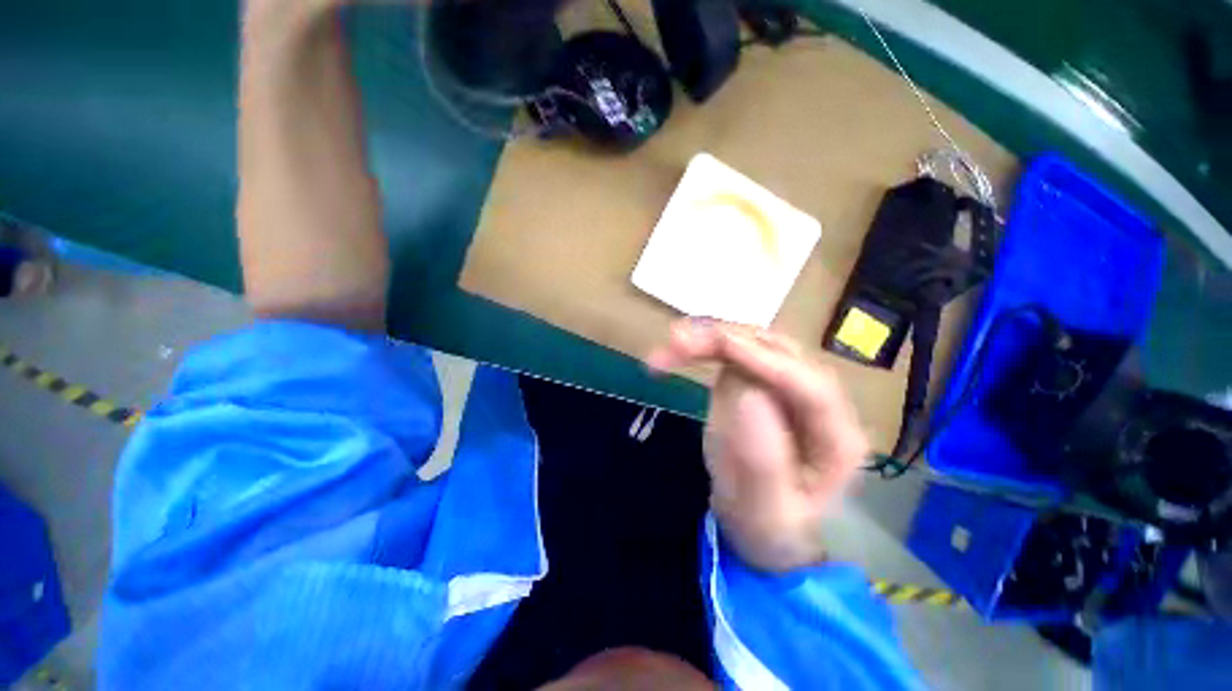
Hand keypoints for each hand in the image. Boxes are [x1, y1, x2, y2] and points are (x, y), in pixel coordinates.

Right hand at [646, 319, 868, 571]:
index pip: (810, 387)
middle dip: (729, 342)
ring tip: (671, 345)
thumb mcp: (765, 512)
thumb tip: (747, 394)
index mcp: (837, 438)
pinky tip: (676, 352)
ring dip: (710, 340)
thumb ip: (761, 459)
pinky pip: (732, 355)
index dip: (766, 361)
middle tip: (679, 342)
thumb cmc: (769, 529)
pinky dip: (702, 349)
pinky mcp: (757, 383)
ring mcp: (784, 388)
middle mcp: (816, 402)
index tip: (722, 345)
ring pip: (752, 345)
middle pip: (779, 354)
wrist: (758, 527)